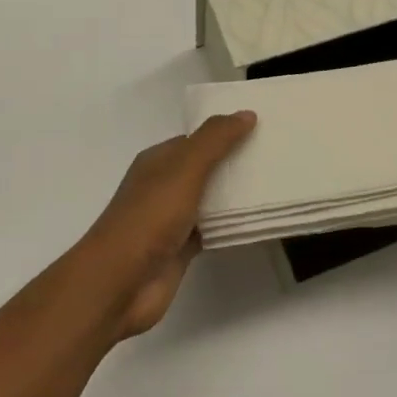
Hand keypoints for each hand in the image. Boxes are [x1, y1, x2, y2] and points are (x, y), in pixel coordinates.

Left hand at [75, 111, 255, 338]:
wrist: (120, 282)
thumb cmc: (149, 217)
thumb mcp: (184, 168)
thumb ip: (215, 140)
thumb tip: (246, 114)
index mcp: (158, 161)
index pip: (197, 139)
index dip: (226, 133)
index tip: (261, 130)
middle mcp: (163, 186)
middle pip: (205, 168)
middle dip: (235, 162)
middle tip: (275, 156)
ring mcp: (171, 219)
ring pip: (210, 199)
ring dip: (235, 194)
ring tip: (275, 184)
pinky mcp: (181, 249)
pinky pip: (212, 229)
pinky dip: (230, 225)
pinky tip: (256, 220)